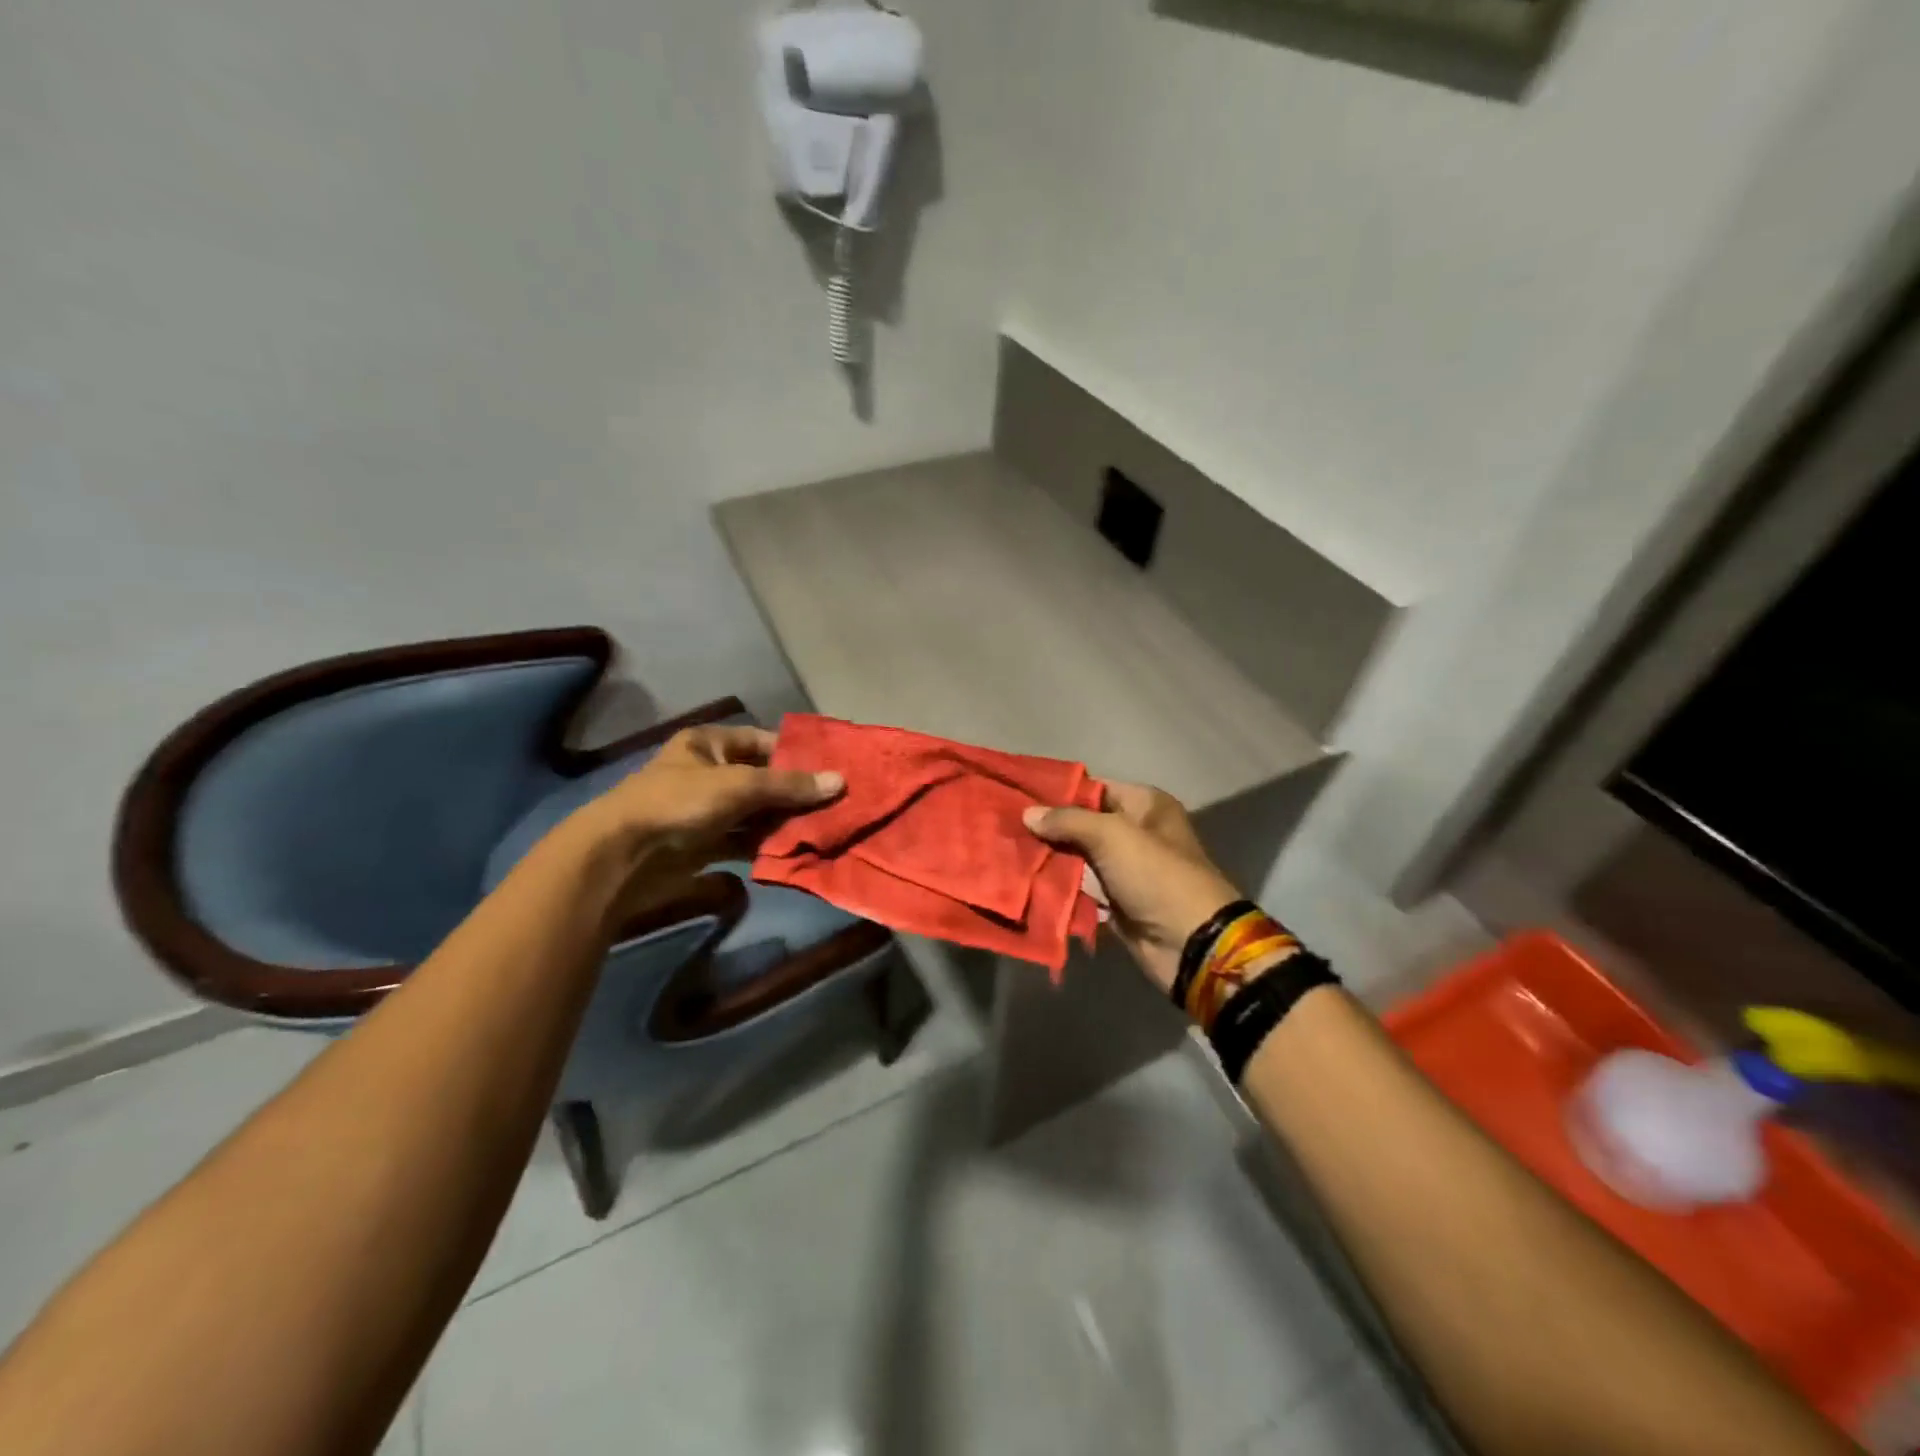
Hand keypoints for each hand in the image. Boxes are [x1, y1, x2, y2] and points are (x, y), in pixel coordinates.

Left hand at [588, 723, 842, 853]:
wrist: (623, 856)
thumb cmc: (681, 802)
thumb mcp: (740, 785)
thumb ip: (789, 785)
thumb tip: (840, 781)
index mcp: (709, 743)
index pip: (762, 741)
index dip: (795, 754)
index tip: (829, 769)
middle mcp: (707, 772)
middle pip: (761, 779)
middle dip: (793, 794)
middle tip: (834, 804)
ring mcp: (704, 810)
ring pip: (753, 812)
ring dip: (782, 822)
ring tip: (823, 829)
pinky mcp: (702, 844)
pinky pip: (741, 840)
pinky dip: (763, 846)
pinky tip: (793, 852)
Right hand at [1024, 782, 1239, 993]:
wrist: (1189, 942)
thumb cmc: (1156, 874)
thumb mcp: (1113, 835)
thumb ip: (1068, 820)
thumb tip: (1028, 813)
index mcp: (1145, 805)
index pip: (1093, 788)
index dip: (1058, 792)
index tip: (1019, 795)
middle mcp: (1136, 832)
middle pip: (1083, 824)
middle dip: (1048, 828)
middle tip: (1006, 826)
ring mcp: (1125, 869)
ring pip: (1078, 858)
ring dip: (1049, 859)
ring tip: (1009, 852)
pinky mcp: (1116, 901)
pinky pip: (1080, 889)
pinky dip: (1059, 888)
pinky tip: (1025, 881)